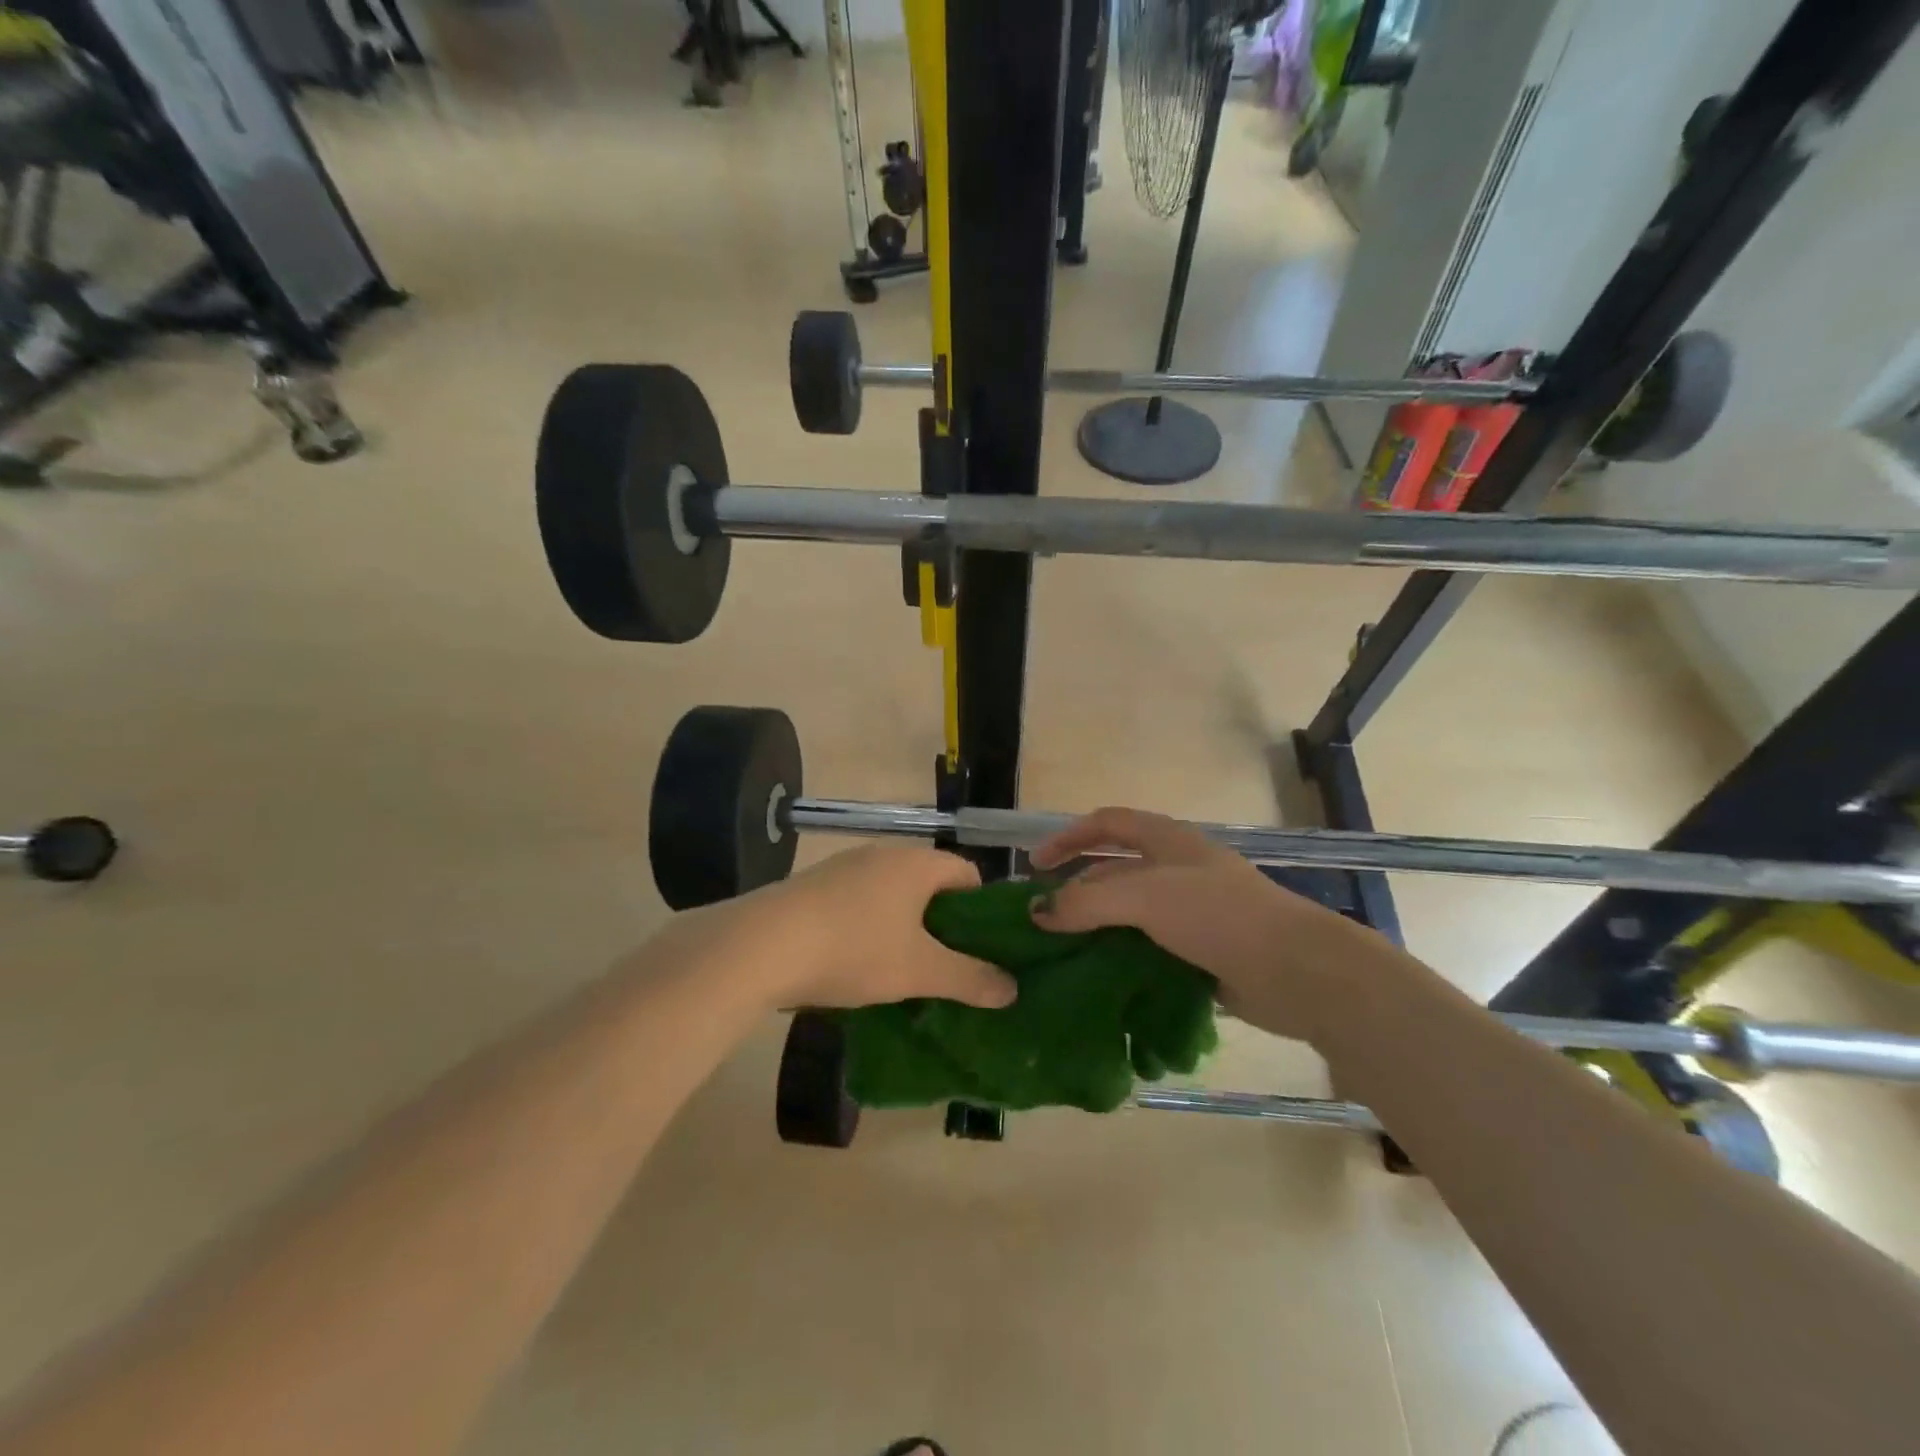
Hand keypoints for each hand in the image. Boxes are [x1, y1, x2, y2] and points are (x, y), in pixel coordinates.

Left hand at [731, 845, 1016, 1011]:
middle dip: (942, 922)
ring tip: (903, 969)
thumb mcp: (919, 971)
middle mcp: (883, 853)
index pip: (967, 873)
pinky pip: (858, 901)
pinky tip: (857, 961)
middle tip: (947, 964)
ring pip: (891, 893)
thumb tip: (1011, 989)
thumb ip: (969, 979)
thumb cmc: (854, 948)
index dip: (981, 908)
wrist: (761, 945)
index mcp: (916, 863)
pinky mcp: (814, 885)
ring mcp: (844, 866)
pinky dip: (869, 926)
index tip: (982, 946)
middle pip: (929, 883)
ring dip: (904, 926)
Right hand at [1028, 808, 1366, 1043]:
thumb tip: (1037, 912)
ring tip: (1062, 953)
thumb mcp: (1145, 897)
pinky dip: (1121, 957)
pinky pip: (1148, 948)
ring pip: (1129, 913)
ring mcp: (1191, 912)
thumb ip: (1086, 901)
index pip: (1107, 823)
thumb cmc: (1218, 915)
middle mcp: (1177, 870)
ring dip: (1096, 929)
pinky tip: (1098, 978)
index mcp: (1167, 840)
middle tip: (1043, 920)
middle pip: (1114, 870)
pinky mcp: (1200, 951)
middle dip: (1077, 889)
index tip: (1035, 865)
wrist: (1296, 970)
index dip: (1068, 837)